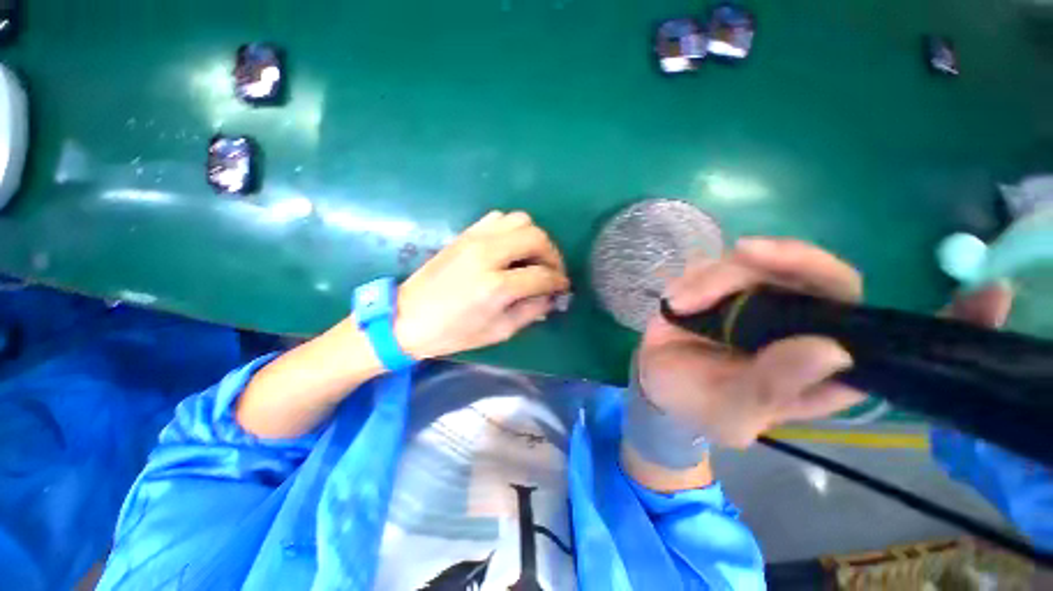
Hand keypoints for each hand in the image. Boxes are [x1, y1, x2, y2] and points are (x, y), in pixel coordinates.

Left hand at [395, 211, 569, 358]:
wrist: (407, 317)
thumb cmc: (454, 332)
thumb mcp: (499, 331)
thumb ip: (531, 311)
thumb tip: (551, 296)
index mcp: (496, 286)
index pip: (541, 275)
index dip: (558, 282)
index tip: (563, 287)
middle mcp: (488, 254)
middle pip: (536, 238)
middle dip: (552, 255)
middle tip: (552, 272)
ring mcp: (475, 239)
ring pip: (520, 221)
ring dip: (534, 239)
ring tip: (534, 258)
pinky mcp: (465, 234)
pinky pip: (499, 218)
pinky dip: (513, 230)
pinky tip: (512, 248)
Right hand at [638, 238, 865, 447]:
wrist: (654, 378)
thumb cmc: (696, 402)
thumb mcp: (730, 411)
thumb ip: (771, 389)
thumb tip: (833, 352)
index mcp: (818, 369)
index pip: (854, 321)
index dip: (834, 292)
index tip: (795, 280)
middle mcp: (799, 328)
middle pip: (815, 275)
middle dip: (779, 261)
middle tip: (742, 253)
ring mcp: (762, 302)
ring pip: (761, 263)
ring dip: (715, 277)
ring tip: (679, 303)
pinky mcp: (728, 287)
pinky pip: (720, 264)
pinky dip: (696, 277)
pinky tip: (675, 300)